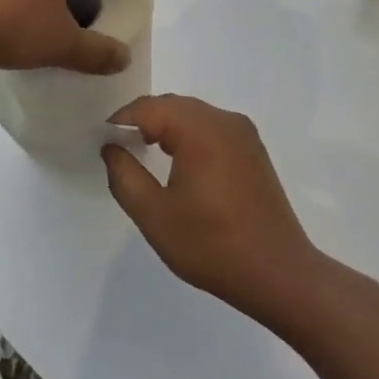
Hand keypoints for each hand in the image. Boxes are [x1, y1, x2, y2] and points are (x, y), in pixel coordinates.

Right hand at [101, 95, 323, 322]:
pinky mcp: (254, 152)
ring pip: (195, 115)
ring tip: (143, 152)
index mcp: (201, 130)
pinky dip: (190, 136)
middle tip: (119, 147)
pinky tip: (179, 163)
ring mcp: (244, 135)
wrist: (277, 273)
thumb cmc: (211, 245)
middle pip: (174, 105)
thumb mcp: (154, 215)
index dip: (121, 119)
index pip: (150, 107)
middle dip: (143, 120)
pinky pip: (213, 129)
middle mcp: (225, 121)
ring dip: (167, 126)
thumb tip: (112, 147)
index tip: (102, 140)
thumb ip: (125, 175)